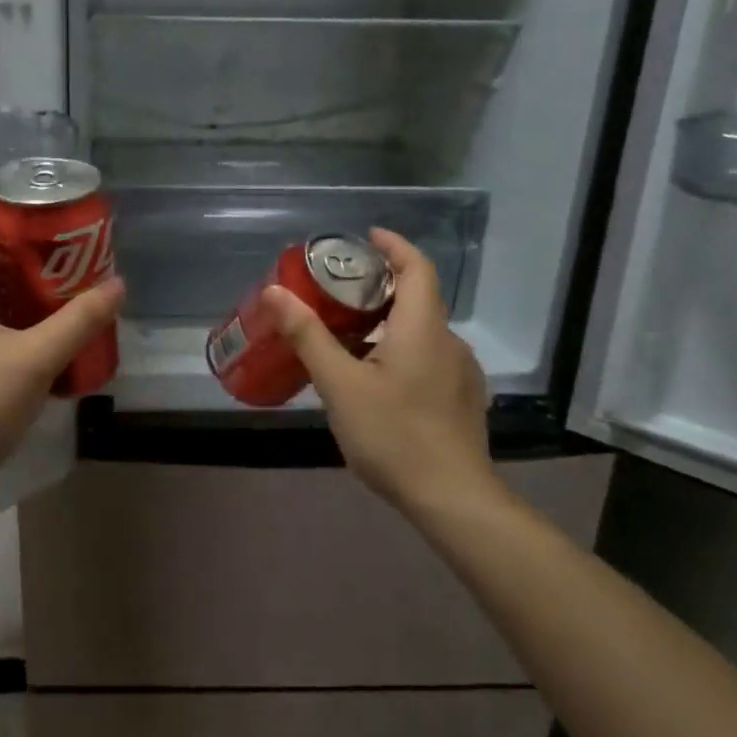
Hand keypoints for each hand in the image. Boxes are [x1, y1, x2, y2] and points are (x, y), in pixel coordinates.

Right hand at [263, 229, 495, 513]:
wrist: (453, 499)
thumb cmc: (394, 435)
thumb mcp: (340, 385)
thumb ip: (308, 336)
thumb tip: (275, 293)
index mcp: (423, 328)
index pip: (416, 267)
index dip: (394, 245)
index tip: (367, 236)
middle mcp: (449, 342)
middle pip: (418, 298)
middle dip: (380, 286)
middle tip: (338, 290)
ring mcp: (460, 373)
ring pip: (422, 332)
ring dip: (388, 323)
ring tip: (347, 337)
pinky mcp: (461, 400)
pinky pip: (428, 358)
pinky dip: (400, 350)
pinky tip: (375, 379)